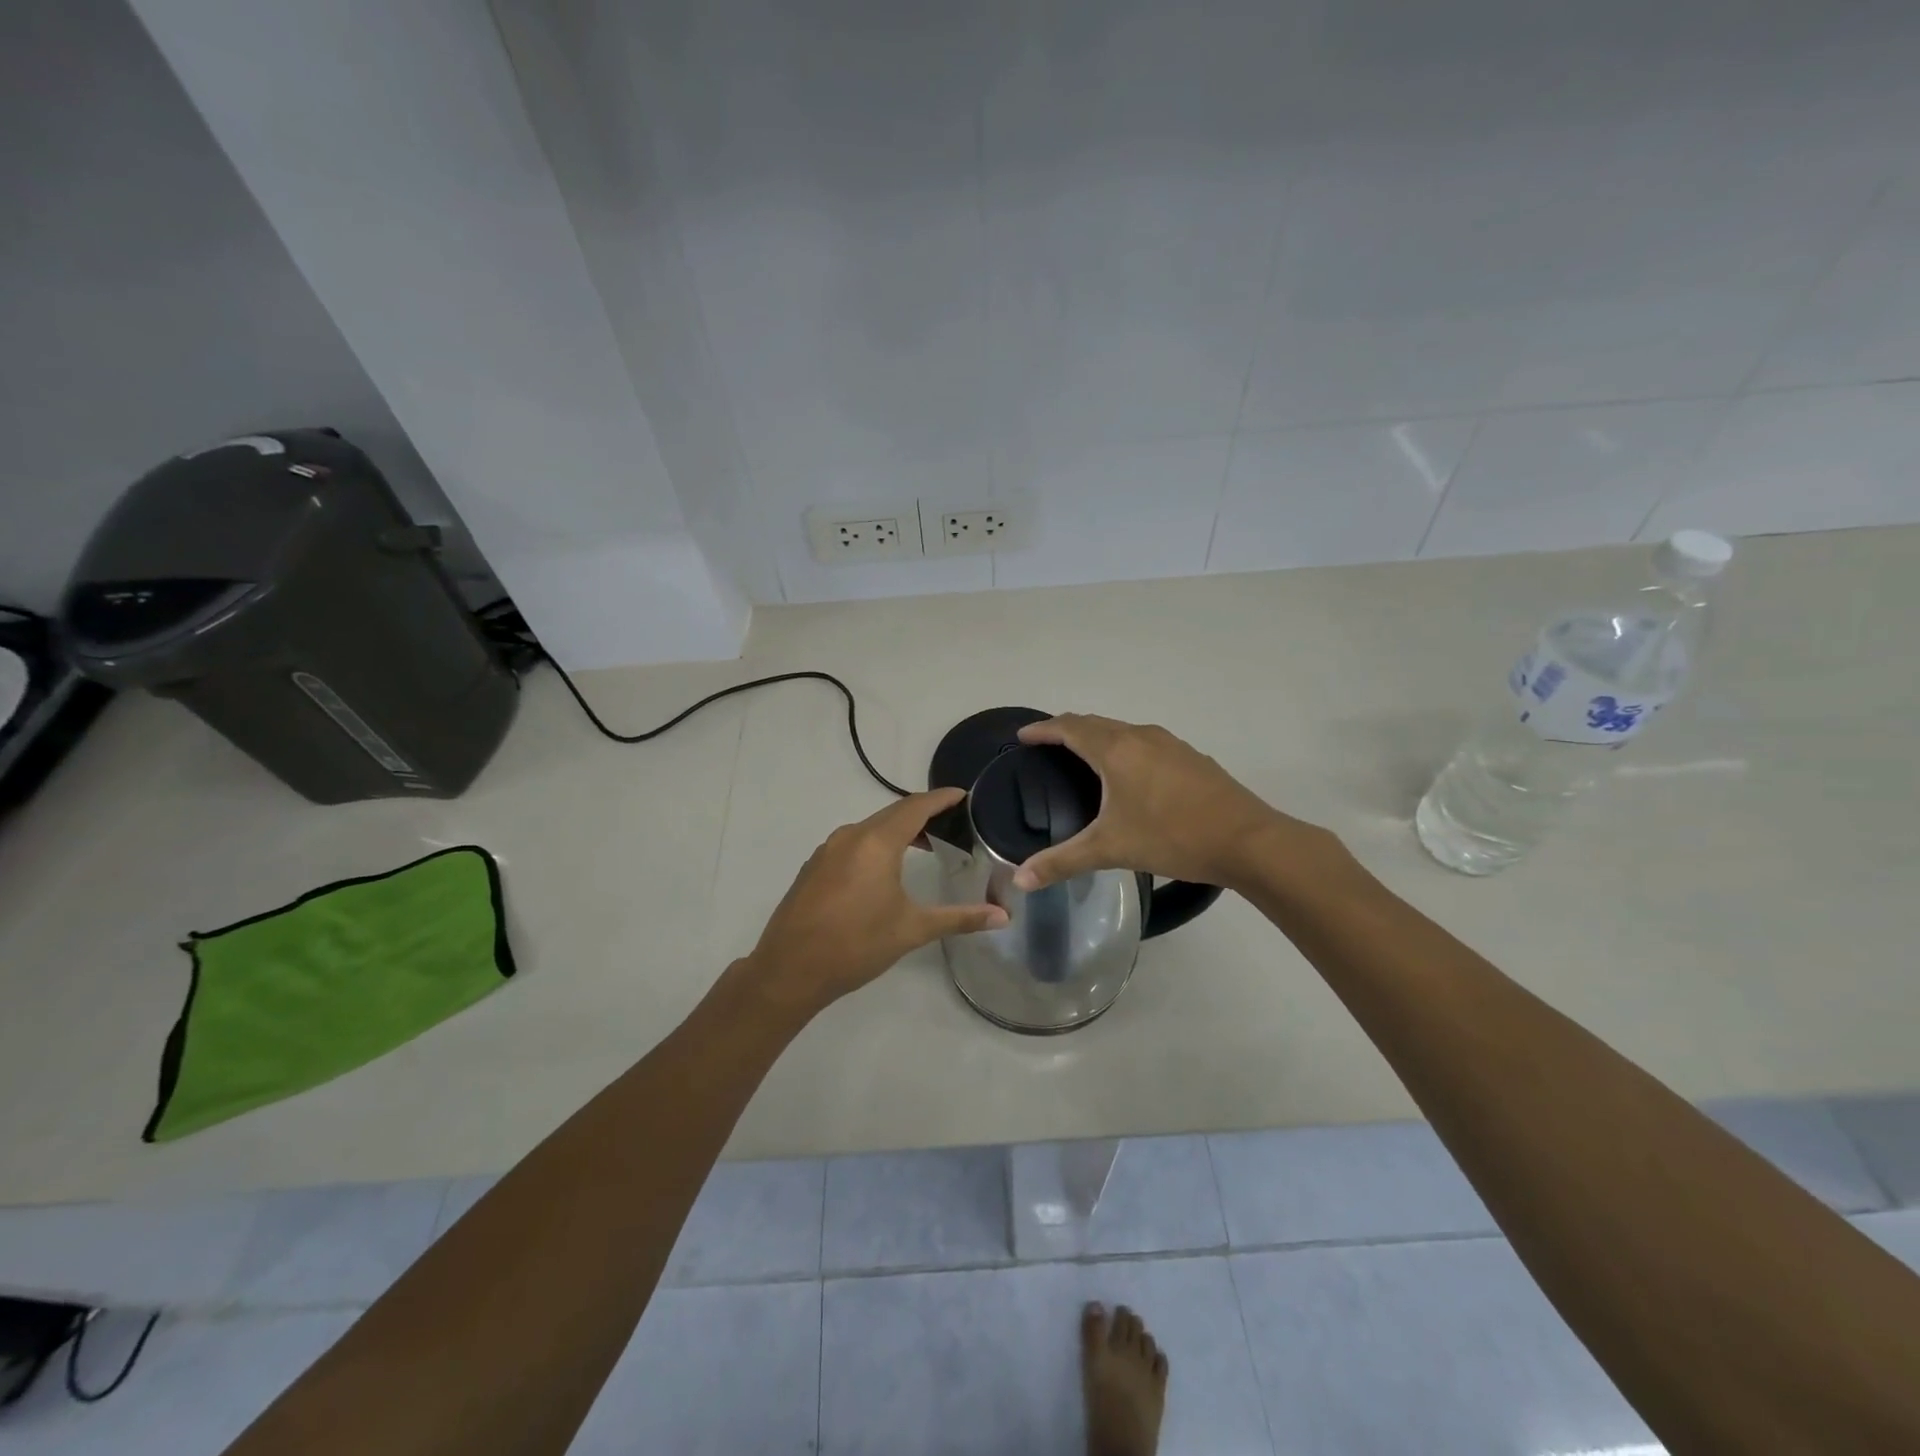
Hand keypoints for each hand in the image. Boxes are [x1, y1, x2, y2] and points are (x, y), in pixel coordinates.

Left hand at [741, 788, 1008, 1013]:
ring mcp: (827, 849)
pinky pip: (852, 842)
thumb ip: (959, 918)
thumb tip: (1003, 917)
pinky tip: (885, 868)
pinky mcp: (814, 866)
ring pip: (870, 827)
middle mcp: (851, 836)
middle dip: (923, 813)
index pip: (916, 807)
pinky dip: (876, 843)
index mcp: (877, 842)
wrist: (789, 970)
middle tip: (952, 821)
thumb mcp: (912, 930)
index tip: (964, 795)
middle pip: (893, 813)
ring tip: (925, 844)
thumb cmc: (856, 945)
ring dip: (898, 829)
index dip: (942, 798)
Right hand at [1010, 715, 1306, 891]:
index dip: (1043, 729)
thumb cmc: (1172, 837)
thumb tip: (1019, 880)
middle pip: (1095, 723)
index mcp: (1116, 749)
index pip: (1069, 727)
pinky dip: (1125, 748)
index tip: (1023, 736)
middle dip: (1068, 729)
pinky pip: (1146, 742)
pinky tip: (1131, 775)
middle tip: (1047, 745)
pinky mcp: (1191, 758)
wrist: (1248, 841)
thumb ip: (1062, 862)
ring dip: (1099, 736)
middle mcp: (1141, 737)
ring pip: (1124, 731)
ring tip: (1084, 757)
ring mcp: (1171, 744)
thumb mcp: (1110, 849)